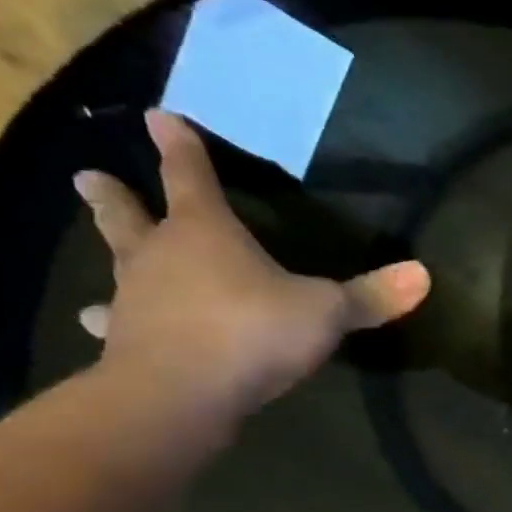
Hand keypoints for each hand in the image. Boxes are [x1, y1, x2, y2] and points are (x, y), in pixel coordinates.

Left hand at [72, 111, 429, 423]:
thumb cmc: (253, 332)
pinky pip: (116, 323)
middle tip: (87, 175)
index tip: (159, 117)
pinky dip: (110, 320)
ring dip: (110, 252)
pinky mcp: (126, 343)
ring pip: (118, 265)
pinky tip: (98, 322)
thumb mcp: (327, 312)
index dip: (181, 148)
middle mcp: (162, 256)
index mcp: (206, 233)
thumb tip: (424, 274)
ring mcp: (137, 299)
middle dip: (116, 197)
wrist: (180, 394)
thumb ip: (372, 296)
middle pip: (133, 216)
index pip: (193, 178)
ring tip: (99, 254)